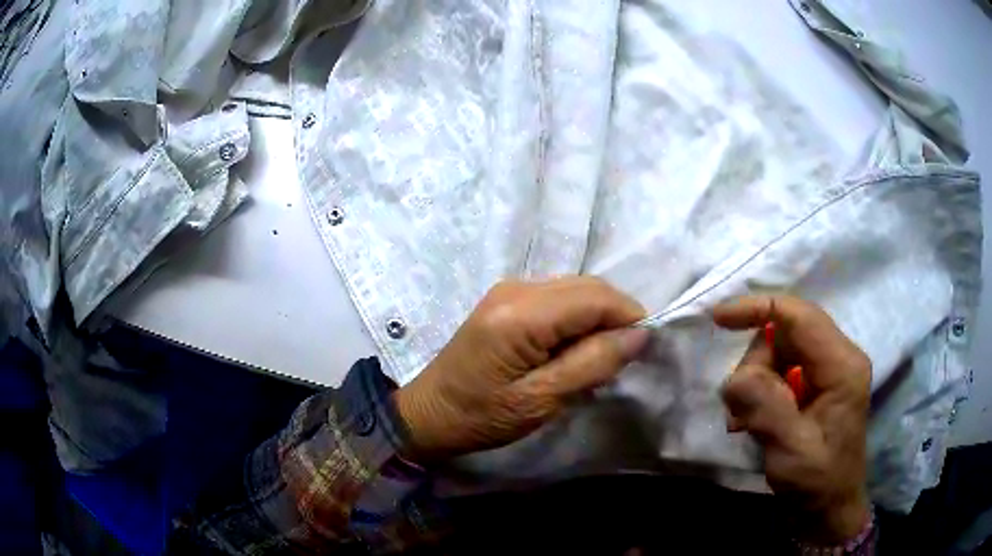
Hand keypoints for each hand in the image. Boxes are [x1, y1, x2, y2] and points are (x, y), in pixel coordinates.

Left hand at [393, 278, 649, 462]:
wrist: (429, 413)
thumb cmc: (481, 416)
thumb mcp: (540, 401)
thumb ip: (592, 364)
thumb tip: (638, 335)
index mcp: (522, 314)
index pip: (596, 297)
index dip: (629, 317)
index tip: (643, 349)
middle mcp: (516, 289)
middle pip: (587, 286)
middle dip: (615, 316)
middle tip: (620, 358)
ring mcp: (508, 290)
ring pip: (575, 289)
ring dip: (596, 317)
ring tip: (597, 357)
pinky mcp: (505, 300)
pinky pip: (557, 298)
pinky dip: (576, 318)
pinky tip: (571, 349)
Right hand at [713, 295, 871, 543]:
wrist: (828, 508)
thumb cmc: (817, 482)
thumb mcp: (791, 451)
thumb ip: (766, 410)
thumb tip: (735, 378)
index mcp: (842, 366)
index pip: (799, 316)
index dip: (757, 309)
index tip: (718, 319)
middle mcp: (838, 357)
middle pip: (784, 334)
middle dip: (756, 367)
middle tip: (742, 411)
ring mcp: (828, 370)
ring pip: (777, 352)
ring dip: (755, 383)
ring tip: (746, 422)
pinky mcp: (817, 384)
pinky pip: (780, 370)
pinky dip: (760, 391)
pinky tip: (753, 420)